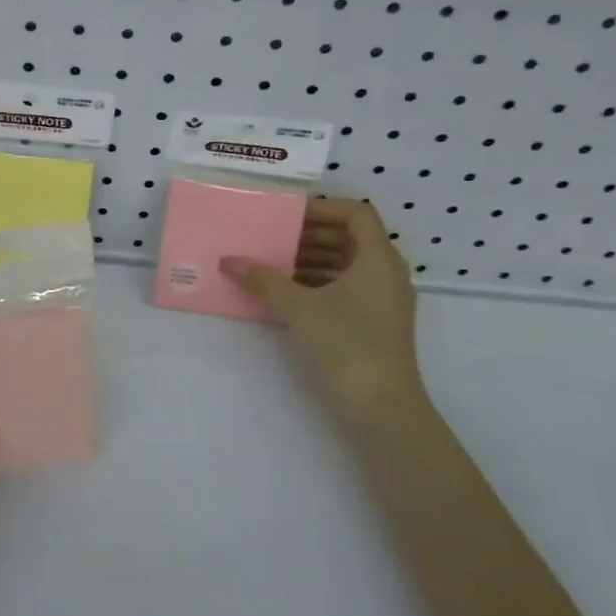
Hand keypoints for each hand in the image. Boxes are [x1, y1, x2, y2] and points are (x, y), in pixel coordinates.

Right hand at [221, 198, 422, 407]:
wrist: (383, 407)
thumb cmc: (347, 344)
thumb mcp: (299, 307)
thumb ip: (263, 280)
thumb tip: (228, 261)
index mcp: (378, 258)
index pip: (356, 213)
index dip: (323, 208)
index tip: (288, 215)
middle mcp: (387, 272)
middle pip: (350, 237)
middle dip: (311, 234)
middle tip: (273, 237)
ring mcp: (384, 299)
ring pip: (348, 263)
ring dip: (312, 259)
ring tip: (274, 264)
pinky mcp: (376, 322)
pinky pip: (347, 286)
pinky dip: (320, 282)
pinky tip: (288, 293)